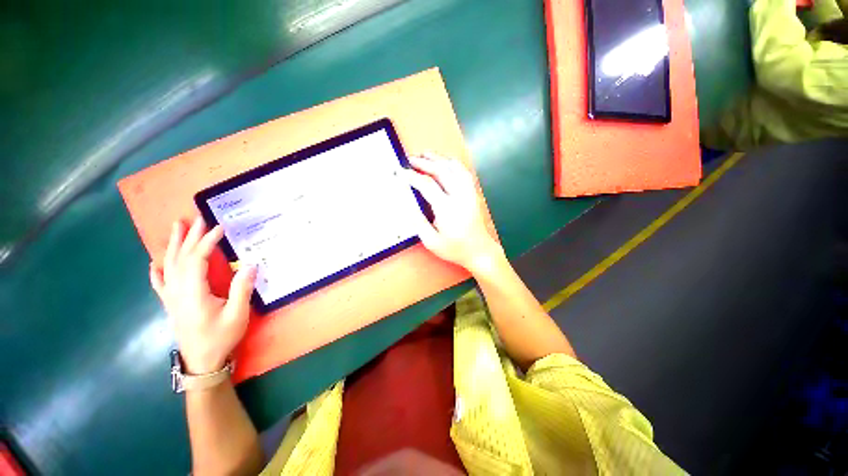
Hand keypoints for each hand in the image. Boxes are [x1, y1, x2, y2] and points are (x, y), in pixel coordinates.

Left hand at [150, 217, 256, 373]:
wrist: (202, 362)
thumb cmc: (221, 337)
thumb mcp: (237, 315)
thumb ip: (242, 289)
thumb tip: (251, 265)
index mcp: (193, 293)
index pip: (196, 260)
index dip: (207, 241)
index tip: (219, 227)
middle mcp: (178, 292)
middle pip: (181, 259)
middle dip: (190, 237)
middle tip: (197, 218)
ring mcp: (172, 298)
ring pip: (169, 266)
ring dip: (174, 246)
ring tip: (177, 228)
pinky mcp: (171, 305)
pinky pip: (160, 284)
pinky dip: (157, 271)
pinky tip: (155, 264)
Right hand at [406, 153, 503, 272]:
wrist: (478, 250)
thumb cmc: (454, 248)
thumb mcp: (431, 241)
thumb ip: (418, 221)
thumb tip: (408, 204)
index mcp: (447, 209)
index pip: (427, 185)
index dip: (413, 176)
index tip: (402, 172)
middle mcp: (459, 196)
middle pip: (441, 171)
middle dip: (424, 162)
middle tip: (411, 159)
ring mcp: (468, 193)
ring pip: (454, 168)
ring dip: (438, 158)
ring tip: (425, 154)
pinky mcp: (472, 193)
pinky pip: (464, 172)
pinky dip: (453, 163)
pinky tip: (446, 161)